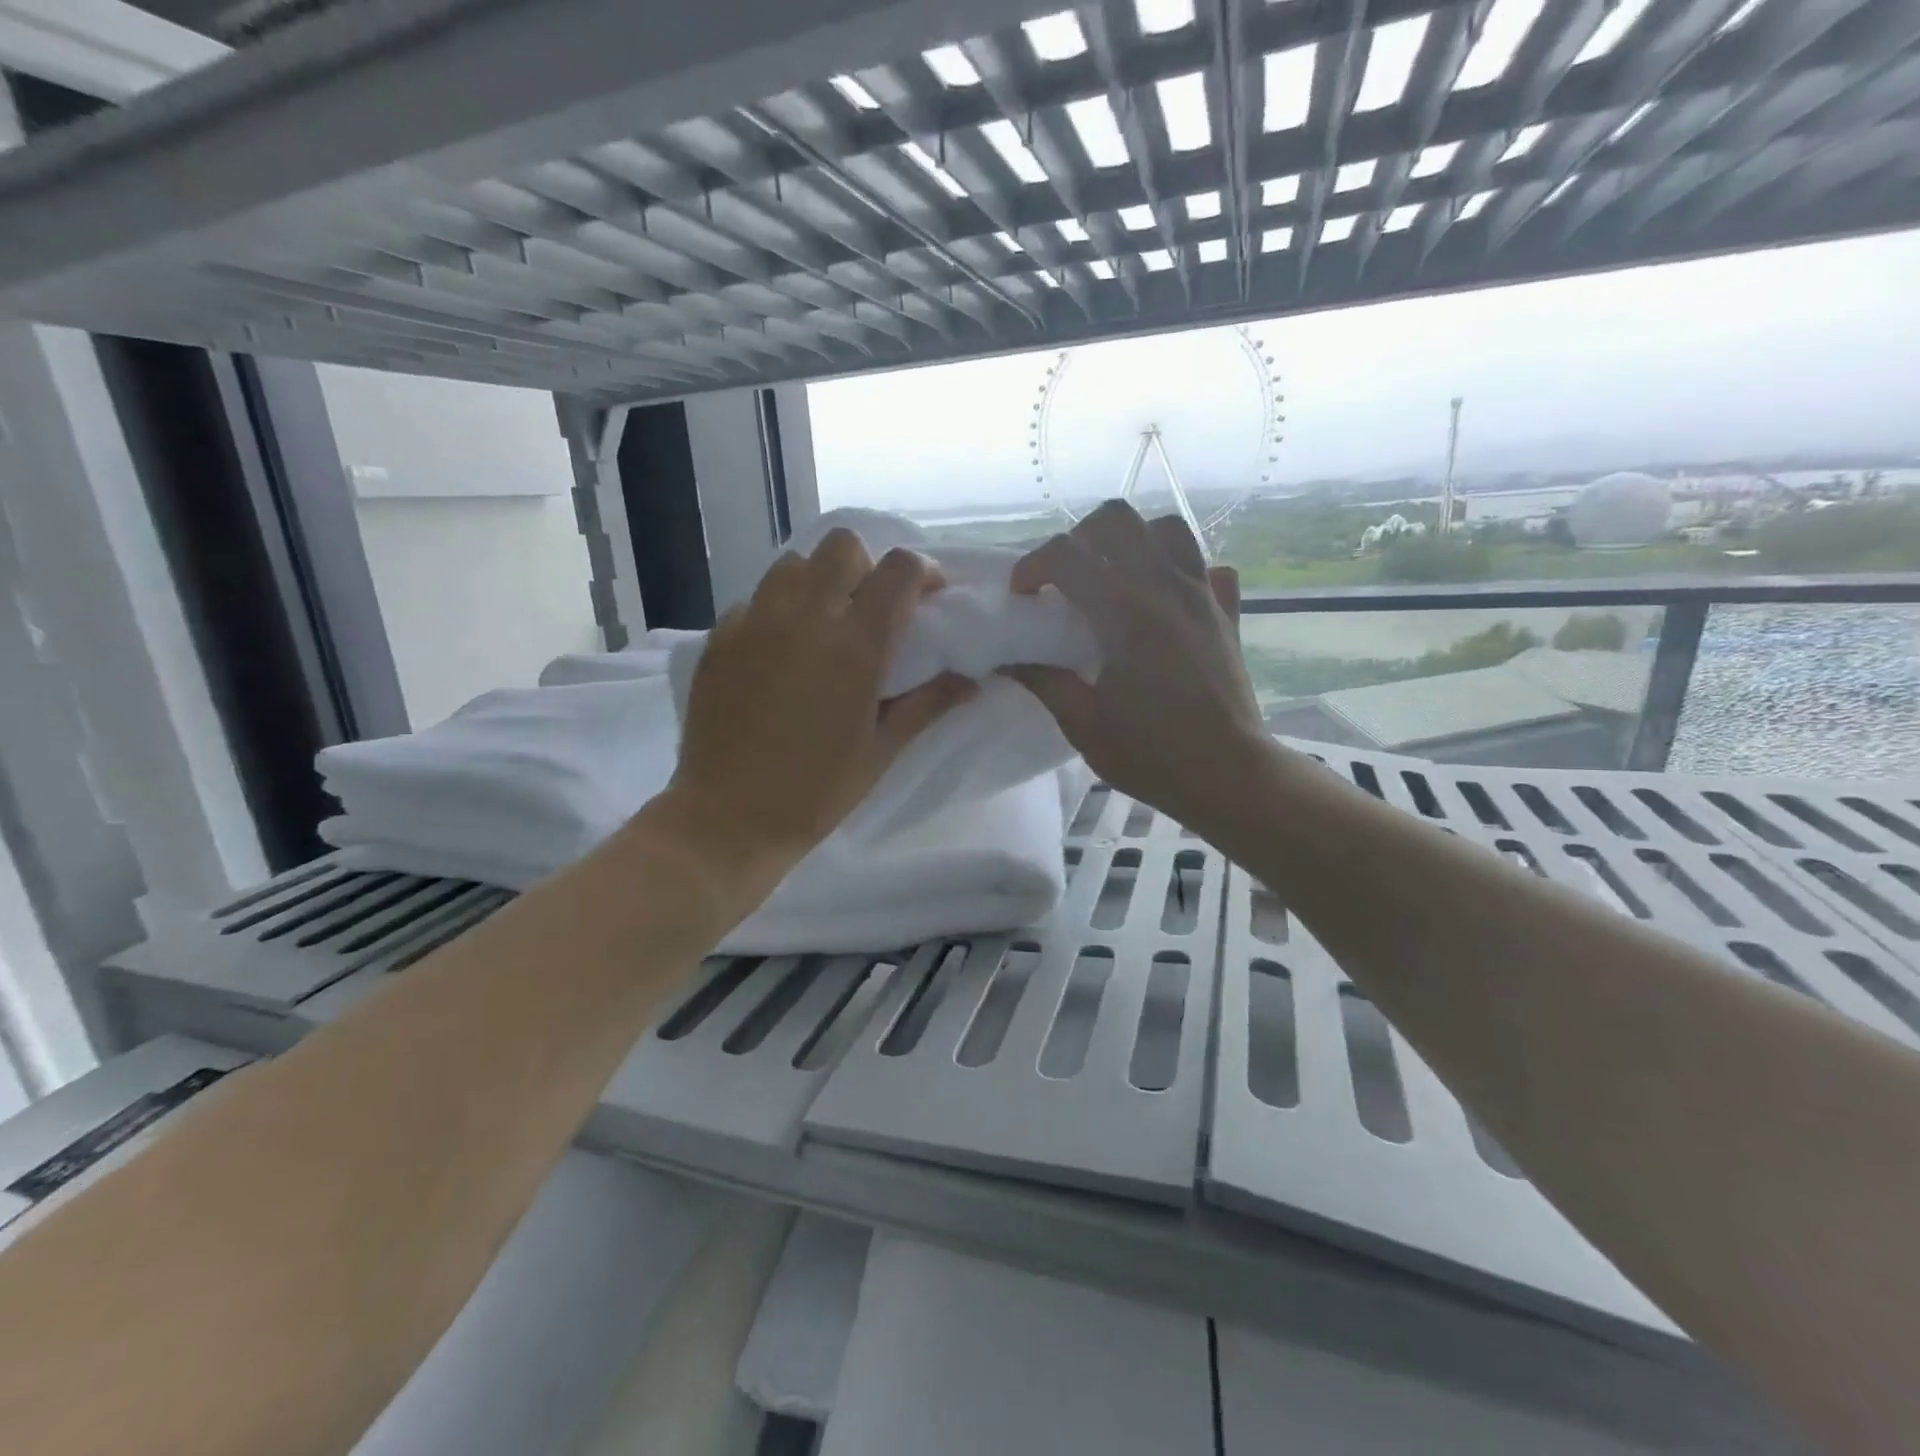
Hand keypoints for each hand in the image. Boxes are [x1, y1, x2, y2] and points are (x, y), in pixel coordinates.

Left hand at [666, 529, 976, 879]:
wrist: (728, 819)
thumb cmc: (816, 792)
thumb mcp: (881, 751)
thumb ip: (928, 704)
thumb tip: (972, 681)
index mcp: (855, 647)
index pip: (900, 570)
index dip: (923, 572)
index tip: (928, 597)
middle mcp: (804, 618)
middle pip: (843, 546)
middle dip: (868, 567)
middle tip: (871, 610)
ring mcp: (754, 623)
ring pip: (793, 565)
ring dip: (819, 582)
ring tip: (823, 625)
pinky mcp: (719, 638)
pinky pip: (755, 600)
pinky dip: (777, 612)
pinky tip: (779, 655)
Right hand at [1006, 502, 1267, 835]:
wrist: (1229, 775)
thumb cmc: (1152, 755)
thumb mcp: (1083, 724)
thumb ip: (1044, 680)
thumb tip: (1009, 658)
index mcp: (1125, 613)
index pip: (1067, 555)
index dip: (1032, 567)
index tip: (1022, 597)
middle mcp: (1166, 587)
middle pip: (1117, 520)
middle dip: (1079, 538)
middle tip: (1066, 579)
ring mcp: (1203, 594)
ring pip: (1166, 529)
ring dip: (1131, 542)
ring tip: (1114, 578)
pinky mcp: (1227, 612)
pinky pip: (1206, 566)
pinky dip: (1181, 570)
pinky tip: (1165, 600)